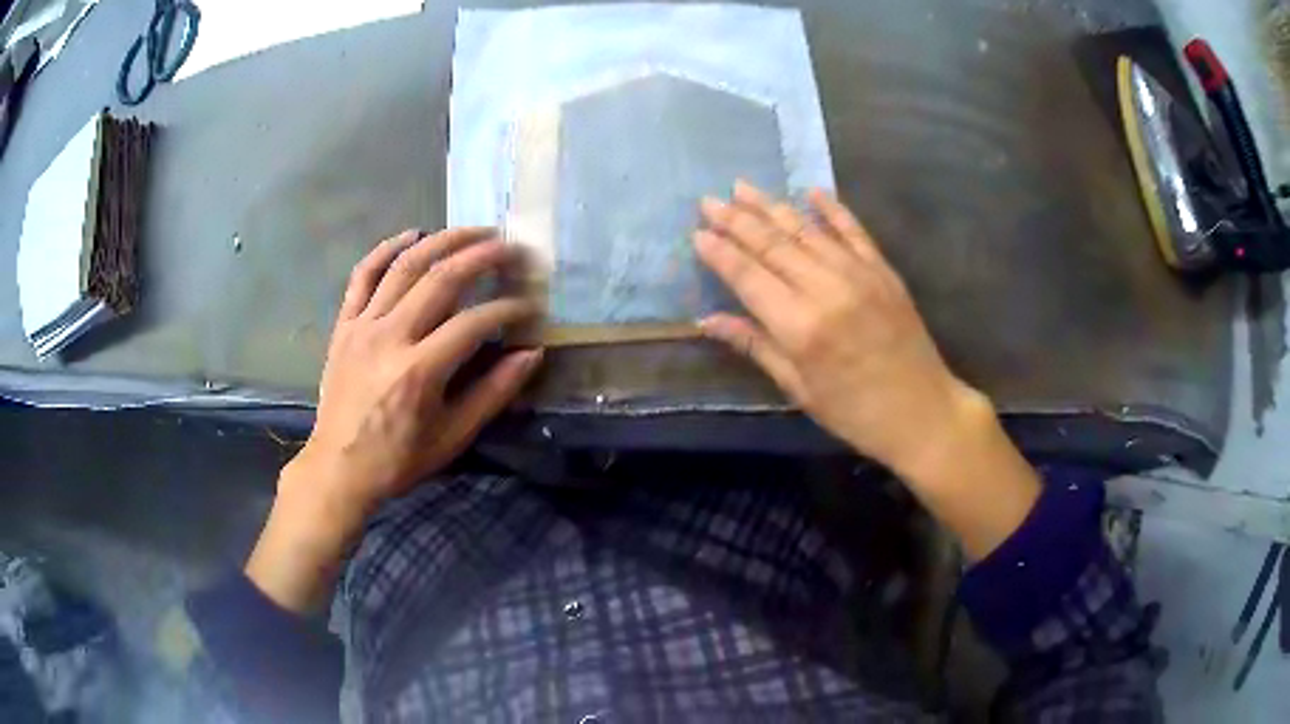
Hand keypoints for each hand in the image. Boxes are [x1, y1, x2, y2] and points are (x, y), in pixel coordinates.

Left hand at [247, 228, 540, 610]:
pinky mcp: (345, 324)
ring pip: (405, 266)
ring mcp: (363, 325)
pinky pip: (363, 274)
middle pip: (441, 279)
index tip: (529, 306)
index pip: (474, 323)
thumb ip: (493, 393)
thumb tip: (531, 354)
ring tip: (474, 230)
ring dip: (443, 241)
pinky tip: (412, 234)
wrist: (339, 466)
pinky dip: (386, 248)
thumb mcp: (453, 436)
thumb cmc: (399, 459)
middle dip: (482, 257)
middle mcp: (391, 336)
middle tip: (511, 247)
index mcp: (420, 371)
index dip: (508, 309)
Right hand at [695, 183, 972, 476]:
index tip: (697, 233)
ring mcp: (859, 274)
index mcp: (800, 327)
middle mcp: (827, 289)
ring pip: (806, 230)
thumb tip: (707, 320)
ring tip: (742, 187)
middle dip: (737, 220)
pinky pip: (853, 230)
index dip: (721, 253)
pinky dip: (831, 209)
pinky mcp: (883, 270)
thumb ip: (755, 346)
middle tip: (709, 199)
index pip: (749, 277)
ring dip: (772, 207)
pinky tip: (810, 192)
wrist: (923, 411)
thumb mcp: (798, 388)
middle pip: (773, 245)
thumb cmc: (854, 412)